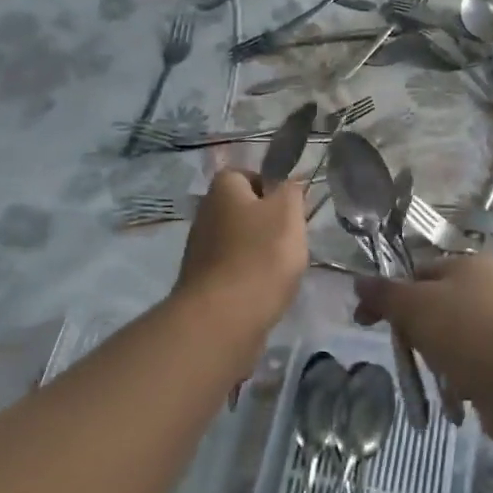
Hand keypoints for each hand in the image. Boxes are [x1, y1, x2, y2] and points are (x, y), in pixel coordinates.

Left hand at [173, 169, 307, 330]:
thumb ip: (291, 190)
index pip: (246, 173)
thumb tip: (289, 183)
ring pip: (240, 241)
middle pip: (243, 209)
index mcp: (222, 189)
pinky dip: (250, 276)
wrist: (223, 319)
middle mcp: (205, 214)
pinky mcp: (204, 282)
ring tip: (282, 268)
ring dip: (261, 252)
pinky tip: (266, 290)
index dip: (271, 186)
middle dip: (269, 222)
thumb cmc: (260, 256)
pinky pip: (234, 269)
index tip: (291, 207)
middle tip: (292, 238)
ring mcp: (201, 250)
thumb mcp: (288, 213)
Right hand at [353, 252, 492, 441]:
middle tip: (406, 351)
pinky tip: (457, 393)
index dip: (388, 295)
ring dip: (436, 360)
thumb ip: (384, 293)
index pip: (416, 272)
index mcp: (468, 264)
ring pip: (449, 339)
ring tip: (437, 375)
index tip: (364, 321)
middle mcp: (487, 289)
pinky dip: (458, 379)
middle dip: (414, 332)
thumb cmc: (467, 333)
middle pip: (432, 307)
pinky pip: (469, 366)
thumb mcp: (415, 306)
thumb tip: (358, 280)